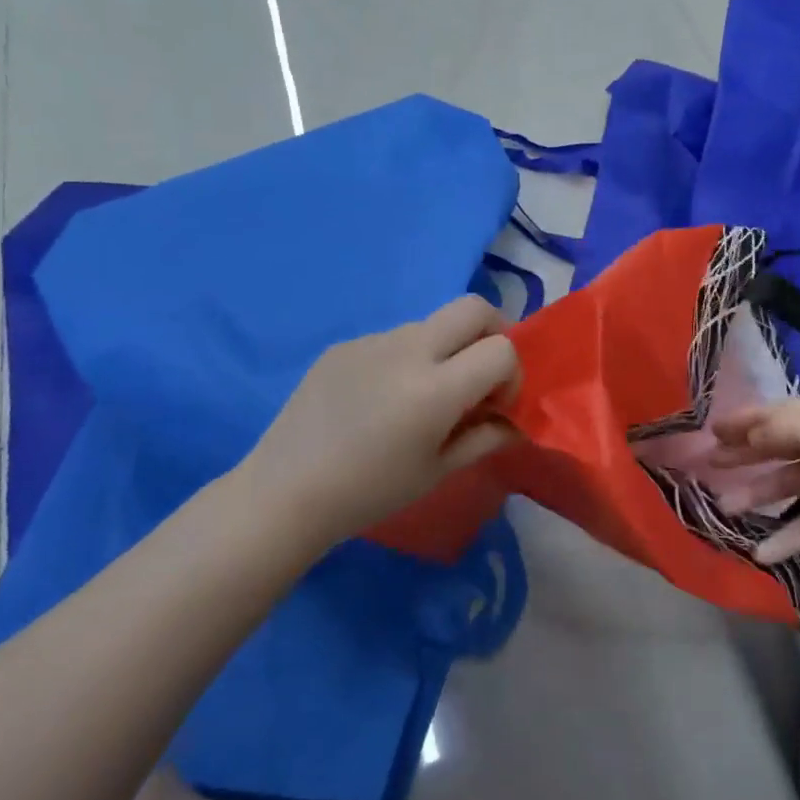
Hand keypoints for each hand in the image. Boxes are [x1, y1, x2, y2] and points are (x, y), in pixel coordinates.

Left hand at [241, 296, 520, 552]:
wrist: (285, 492)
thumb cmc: (370, 492)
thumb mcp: (439, 471)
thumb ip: (486, 438)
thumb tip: (514, 422)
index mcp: (437, 388)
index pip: (502, 349)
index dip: (511, 375)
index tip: (494, 405)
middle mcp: (408, 350)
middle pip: (474, 307)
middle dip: (493, 332)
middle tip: (481, 372)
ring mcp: (372, 341)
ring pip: (431, 323)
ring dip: (446, 349)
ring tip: (421, 396)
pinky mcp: (344, 345)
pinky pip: (392, 339)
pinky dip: (406, 358)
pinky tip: (379, 400)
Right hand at [710, 398, 799, 575]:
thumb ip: (776, 428)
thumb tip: (749, 436)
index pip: (771, 415)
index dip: (740, 422)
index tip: (709, 433)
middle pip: (776, 448)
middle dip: (743, 457)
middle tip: (709, 470)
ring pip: (789, 486)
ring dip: (757, 497)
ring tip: (726, 512)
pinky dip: (786, 537)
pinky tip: (762, 554)